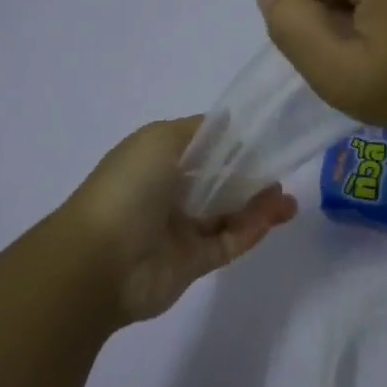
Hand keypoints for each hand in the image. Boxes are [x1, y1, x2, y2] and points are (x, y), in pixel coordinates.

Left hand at [63, 116, 298, 323]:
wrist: (99, 262)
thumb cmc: (129, 189)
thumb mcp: (159, 139)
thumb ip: (199, 131)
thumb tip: (229, 123)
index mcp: (157, 161)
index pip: (202, 147)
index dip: (232, 142)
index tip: (265, 138)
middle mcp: (168, 193)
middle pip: (219, 181)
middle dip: (251, 175)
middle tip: (281, 171)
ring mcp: (181, 230)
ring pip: (228, 214)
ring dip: (258, 205)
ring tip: (287, 199)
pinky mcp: (193, 263)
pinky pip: (229, 242)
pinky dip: (252, 230)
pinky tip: (275, 217)